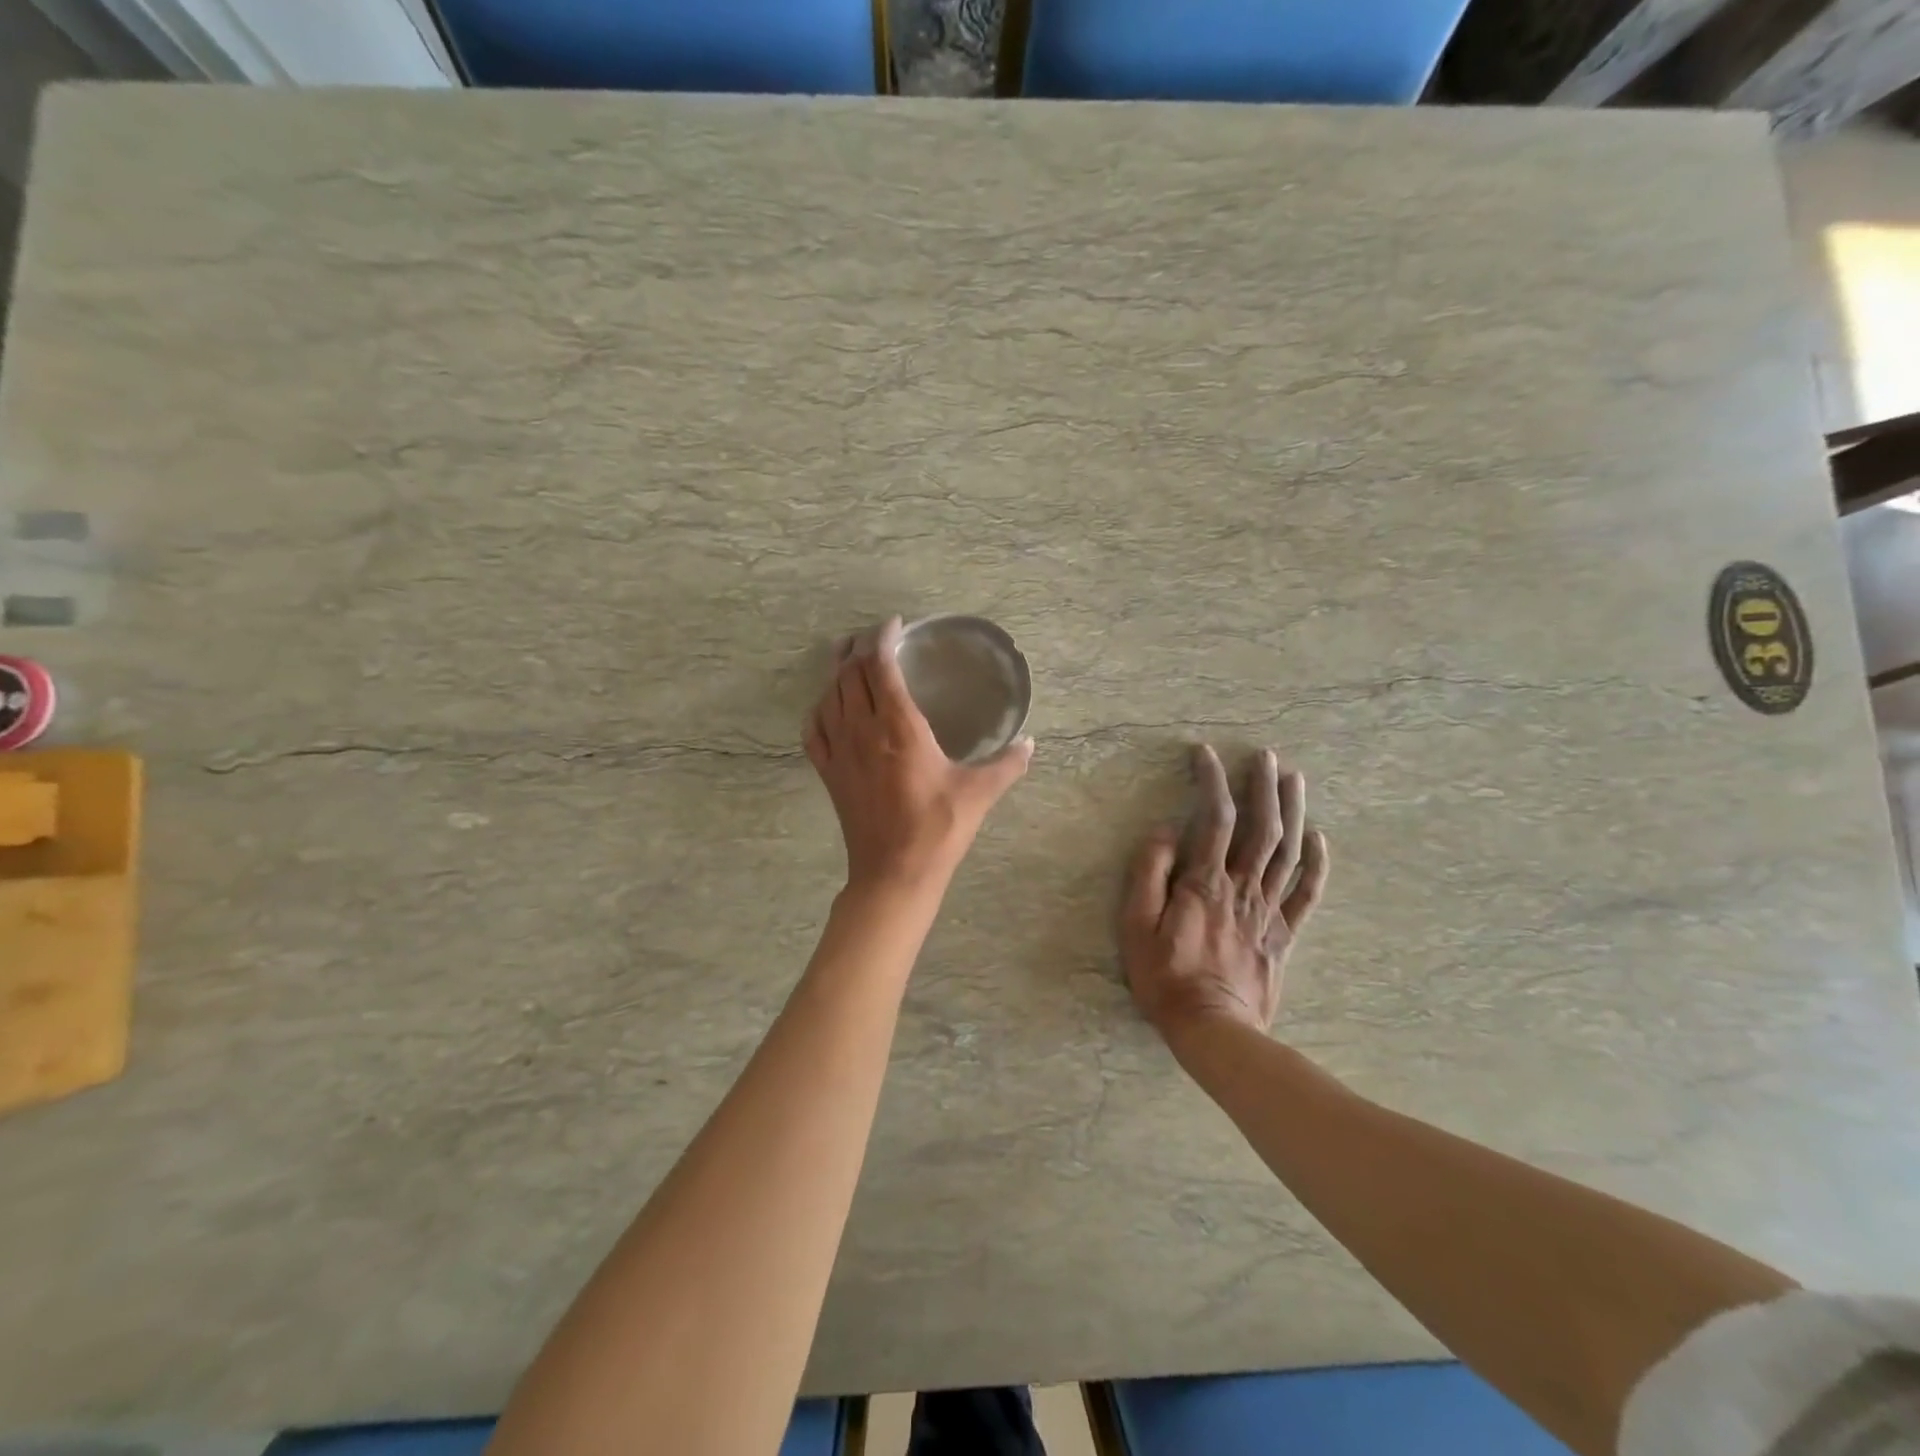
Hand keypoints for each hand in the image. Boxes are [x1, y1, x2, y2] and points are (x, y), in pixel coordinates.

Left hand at [805, 617, 1033, 890]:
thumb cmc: (938, 829)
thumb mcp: (979, 793)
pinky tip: (826, 707)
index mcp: (899, 727)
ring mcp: (840, 752)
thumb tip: (1030, 743)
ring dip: (836, 672)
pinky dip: (818, 710)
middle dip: (859, 648)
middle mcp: (863, 730)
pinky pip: (814, 731)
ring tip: (846, 658)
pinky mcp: (829, 774)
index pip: (880, 666)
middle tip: (873, 638)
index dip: (883, 638)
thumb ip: (1007, 764)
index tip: (895, 625)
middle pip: (850, 674)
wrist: (894, 873)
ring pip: (829, 696)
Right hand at [1121, 744, 1328, 1044]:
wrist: (1213, 1031)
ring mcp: (1269, 910)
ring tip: (1294, 778)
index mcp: (1205, 882)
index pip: (1214, 818)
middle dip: (1263, 786)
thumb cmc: (1166, 977)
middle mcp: (1243, 887)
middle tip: (1266, 756)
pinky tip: (1319, 838)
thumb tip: (1165, 831)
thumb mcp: (1137, 926)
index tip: (1205, 754)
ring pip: (1289, 851)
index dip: (1211, 781)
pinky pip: (1307, 893)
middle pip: (1261, 827)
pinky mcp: (1284, 934)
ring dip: (1293, 811)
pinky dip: (1317, 863)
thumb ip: (1149, 874)